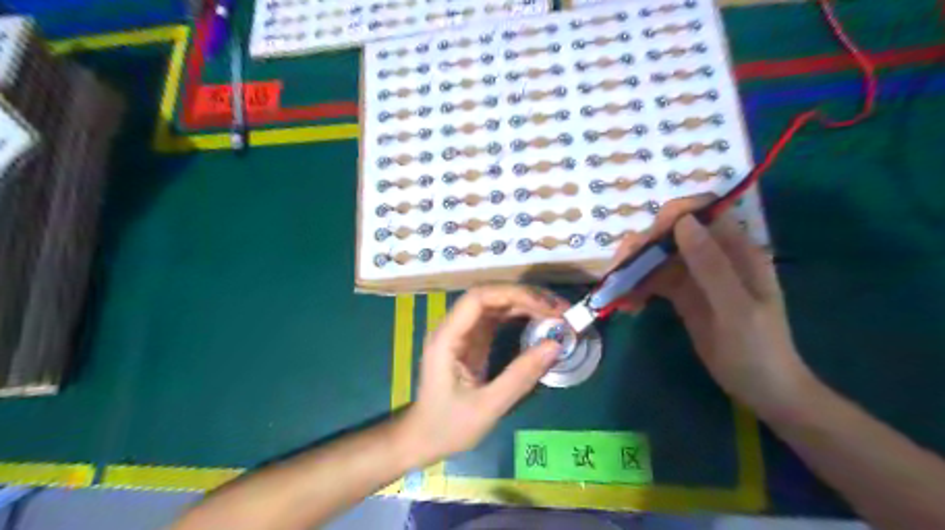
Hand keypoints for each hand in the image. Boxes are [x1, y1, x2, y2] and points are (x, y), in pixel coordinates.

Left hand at [400, 285, 566, 462]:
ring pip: (496, 305)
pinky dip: (520, 318)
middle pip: (490, 296)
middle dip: (526, 298)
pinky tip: (540, 323)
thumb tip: (556, 345)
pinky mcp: (472, 341)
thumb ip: (520, 376)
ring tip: (557, 315)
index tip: (548, 308)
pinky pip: (497, 320)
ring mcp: (463, 333)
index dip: (515, 295)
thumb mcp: (487, 407)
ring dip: (526, 305)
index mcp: (448, 337)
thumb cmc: (448, 426)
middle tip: (561, 310)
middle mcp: (453, 327)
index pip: (480, 298)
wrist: (423, 439)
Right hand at [635, 213, 819, 419]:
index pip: (702, 214)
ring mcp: (696, 276)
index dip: (673, 216)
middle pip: (671, 234)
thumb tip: (682, 222)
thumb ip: (711, 266)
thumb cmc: (758, 349)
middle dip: (642, 247)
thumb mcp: (736, 309)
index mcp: (736, 250)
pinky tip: (627, 305)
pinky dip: (637, 288)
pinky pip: (653, 281)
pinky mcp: (682, 295)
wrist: (762, 390)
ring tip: (617, 291)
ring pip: (657, 257)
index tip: (647, 239)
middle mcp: (713, 256)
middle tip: (619, 270)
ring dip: (633, 269)